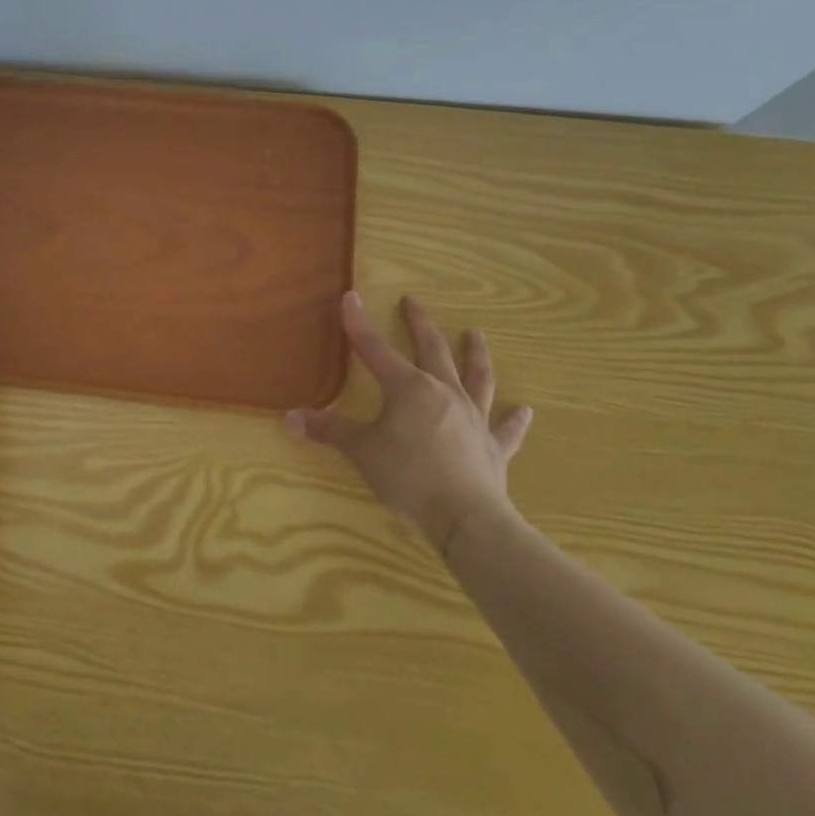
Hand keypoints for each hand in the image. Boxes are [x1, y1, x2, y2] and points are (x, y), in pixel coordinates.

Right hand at [286, 293, 531, 553]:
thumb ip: (327, 431)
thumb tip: (289, 417)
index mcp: (409, 388)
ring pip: (477, 377)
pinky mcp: (493, 447)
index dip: (359, 325)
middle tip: (413, 302)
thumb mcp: (360, 450)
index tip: (350, 298)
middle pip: (432, 350)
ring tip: (475, 335)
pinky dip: (515, 419)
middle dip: (420, 324)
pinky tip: (525, 410)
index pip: (375, 349)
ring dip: (475, 355)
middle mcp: (444, 393)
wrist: (465, 516)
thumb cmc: (407, 476)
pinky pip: (506, 428)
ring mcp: (474, 418)